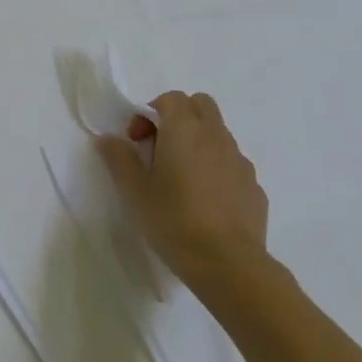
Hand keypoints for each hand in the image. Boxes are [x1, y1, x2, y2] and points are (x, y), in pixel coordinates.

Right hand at [96, 91, 269, 295]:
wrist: (227, 263)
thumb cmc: (173, 219)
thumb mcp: (134, 190)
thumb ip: (118, 158)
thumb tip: (107, 138)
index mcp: (184, 130)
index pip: (170, 98)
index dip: (150, 113)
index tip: (137, 141)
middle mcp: (216, 136)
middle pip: (200, 105)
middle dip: (178, 117)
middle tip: (159, 149)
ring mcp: (240, 161)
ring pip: (218, 134)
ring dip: (198, 143)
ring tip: (181, 180)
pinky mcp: (254, 186)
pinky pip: (232, 165)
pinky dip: (216, 170)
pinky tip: (205, 202)